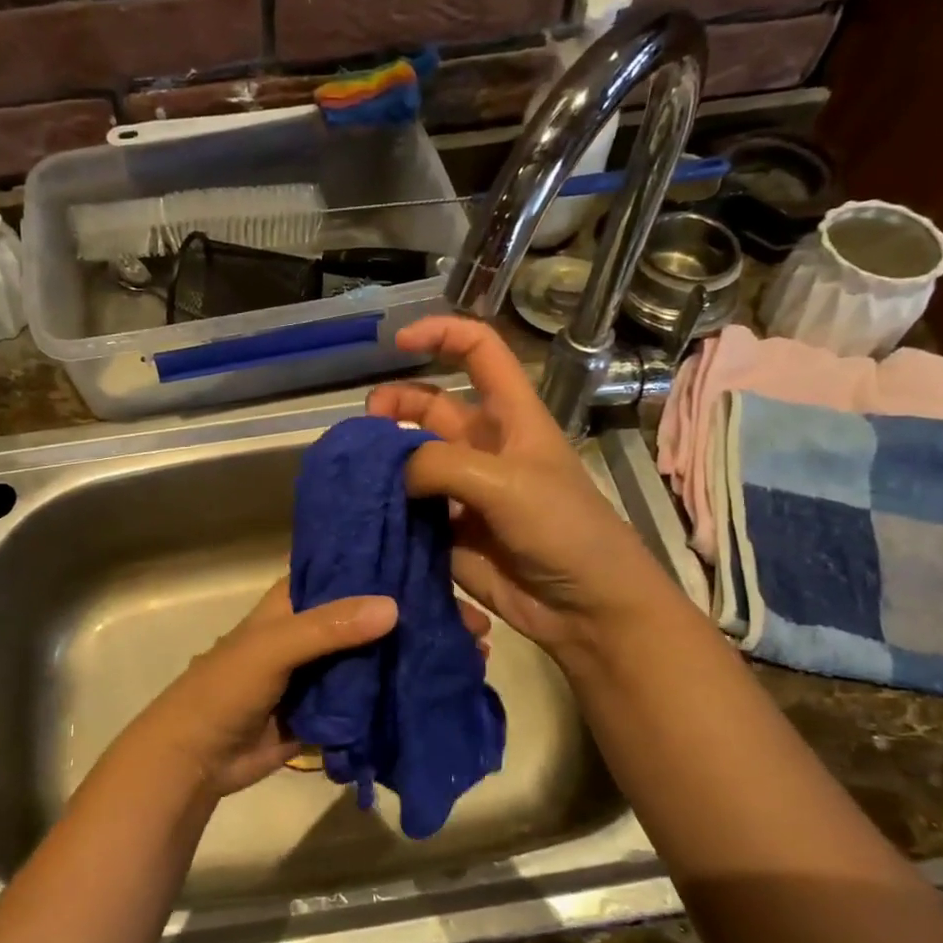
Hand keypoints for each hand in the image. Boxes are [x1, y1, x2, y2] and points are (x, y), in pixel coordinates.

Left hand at [128, 578, 492, 797]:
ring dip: (418, 654)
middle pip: (376, 614)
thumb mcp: (272, 648)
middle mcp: (317, 628)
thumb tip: (394, 606)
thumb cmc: (226, 688)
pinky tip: (442, 689)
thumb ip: (328, 627)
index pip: (352, 569)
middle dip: (421, 616)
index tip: (444, 564)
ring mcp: (327, 670)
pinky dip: (403, 692)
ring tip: (472, 655)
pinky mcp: (333, 708)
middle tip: (474, 623)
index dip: (394, 566)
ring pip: (380, 655)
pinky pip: (374, 696)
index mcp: (298, 601)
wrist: (198, 758)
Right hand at [367, 316, 643, 656]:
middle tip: (367, 424)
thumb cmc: (564, 530)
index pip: (479, 352)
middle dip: (396, 405)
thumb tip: (395, 471)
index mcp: (511, 417)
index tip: (398, 342)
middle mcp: (484, 447)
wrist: (586, 607)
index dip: (442, 335)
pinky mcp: (449, 532)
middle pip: (431, 407)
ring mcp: (464, 491)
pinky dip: (387, 507)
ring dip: (385, 461)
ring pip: (413, 462)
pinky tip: (364, 511)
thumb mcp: (508, 483)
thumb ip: (444, 464)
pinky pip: (410, 511)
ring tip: (356, 472)